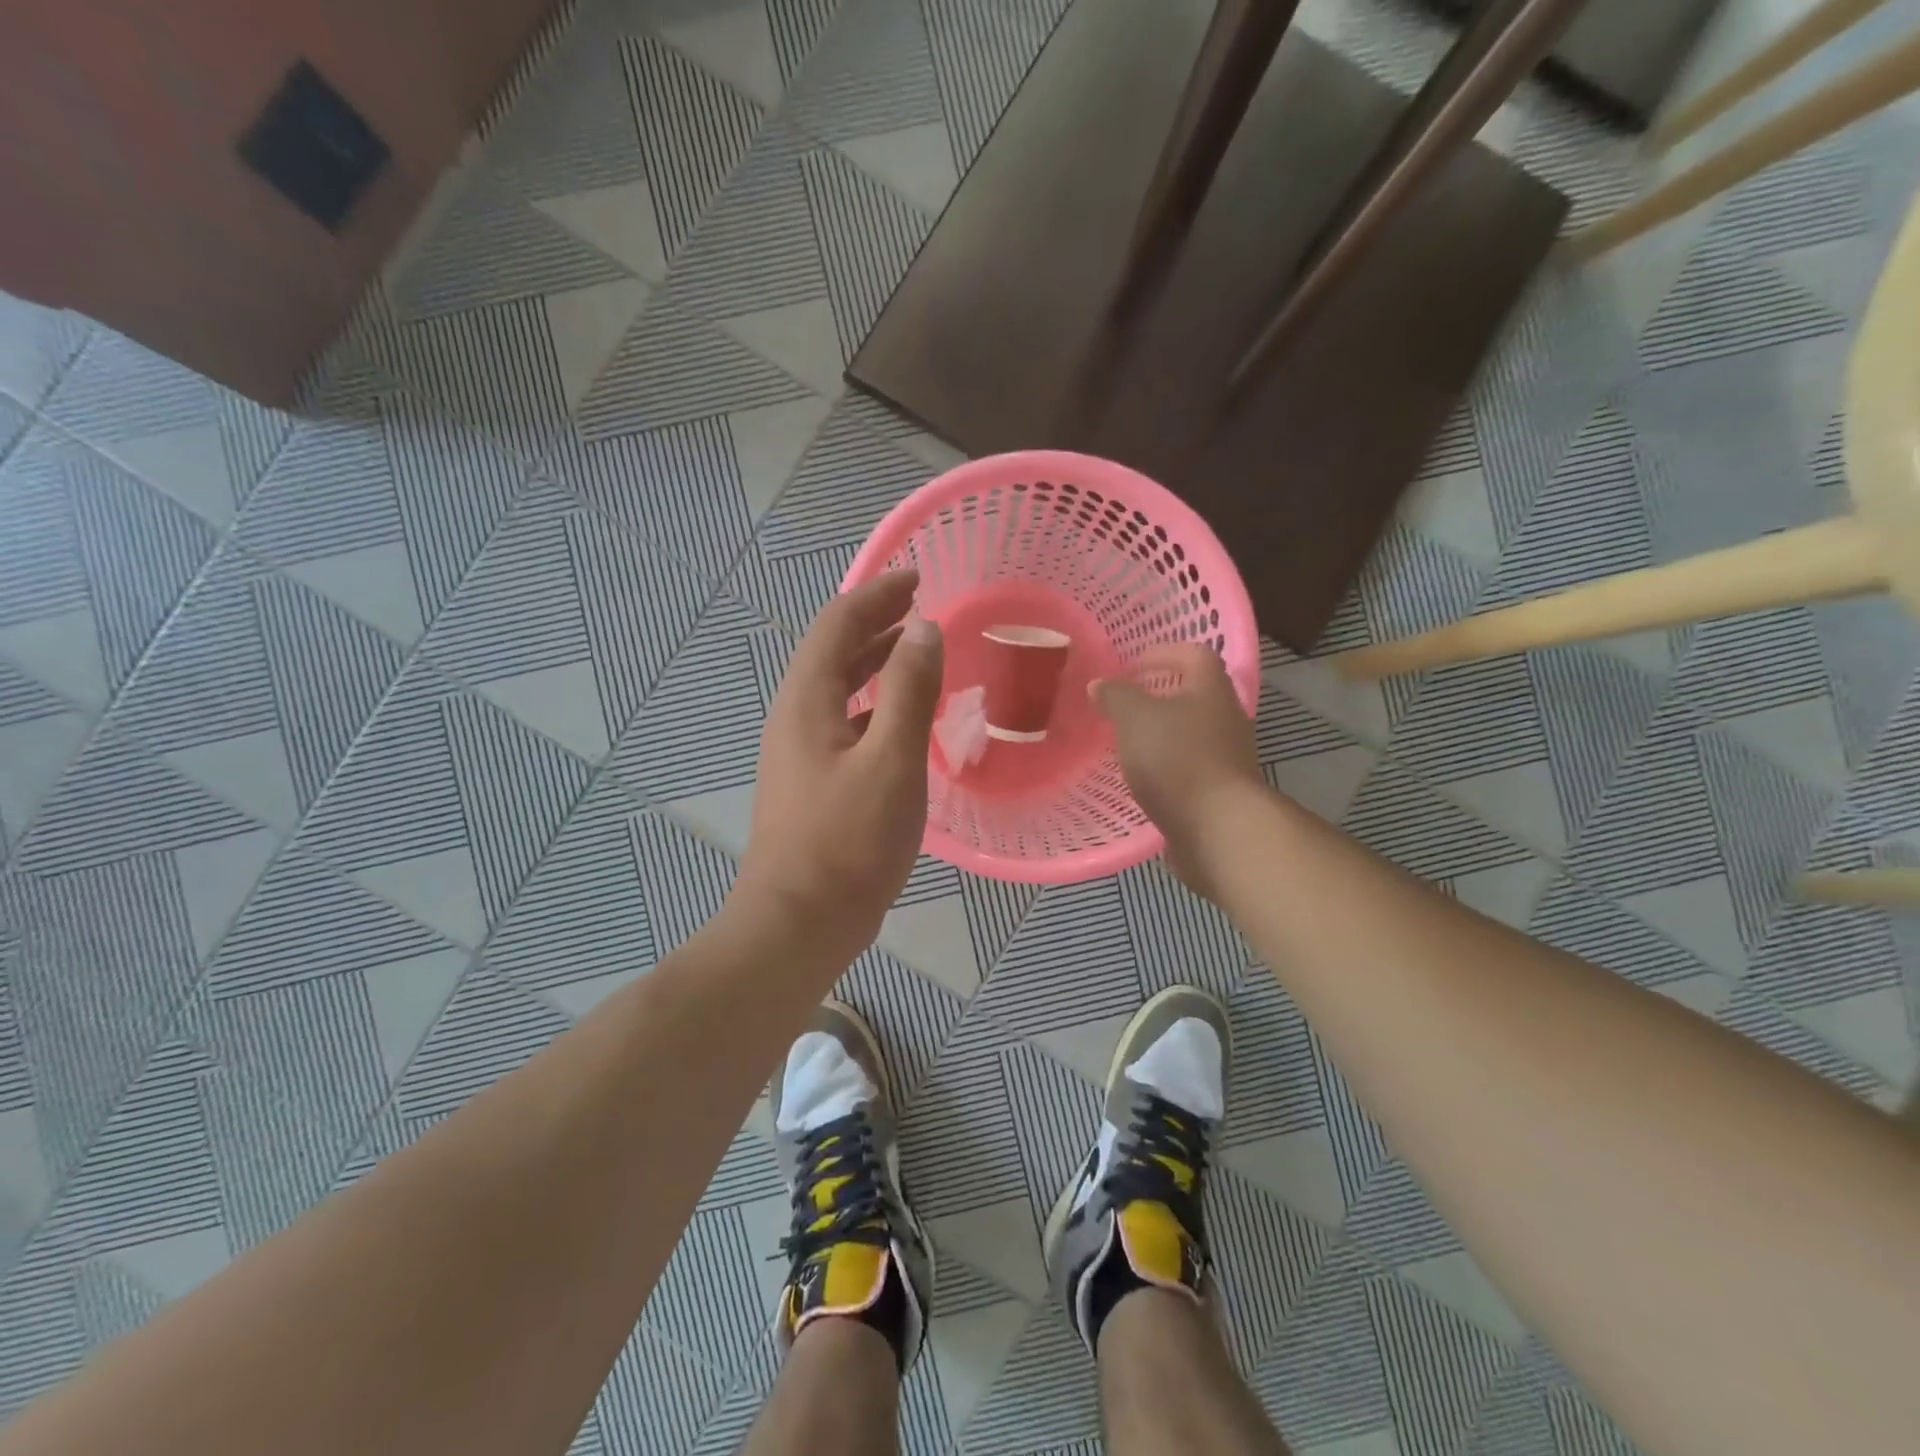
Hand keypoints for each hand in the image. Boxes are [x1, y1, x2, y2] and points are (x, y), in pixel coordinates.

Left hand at [738, 571, 943, 960]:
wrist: (799, 923)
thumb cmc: (848, 840)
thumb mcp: (891, 760)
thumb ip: (910, 690)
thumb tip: (923, 628)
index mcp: (807, 700)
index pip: (838, 624)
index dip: (877, 594)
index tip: (918, 577)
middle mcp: (795, 716)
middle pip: (834, 651)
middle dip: (876, 622)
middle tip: (921, 606)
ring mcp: (800, 752)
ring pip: (839, 688)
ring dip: (875, 662)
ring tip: (916, 650)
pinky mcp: (813, 782)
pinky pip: (845, 722)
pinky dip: (875, 704)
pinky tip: (903, 719)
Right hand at [1091, 644, 1263, 898]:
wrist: (1218, 827)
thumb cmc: (1177, 759)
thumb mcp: (1135, 718)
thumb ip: (1116, 696)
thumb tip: (1100, 684)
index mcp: (1210, 689)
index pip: (1193, 654)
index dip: (1162, 653)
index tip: (1130, 666)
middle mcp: (1226, 717)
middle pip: (1194, 693)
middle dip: (1159, 695)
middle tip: (1123, 703)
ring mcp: (1228, 755)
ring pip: (1191, 731)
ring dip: (1161, 732)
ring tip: (1126, 741)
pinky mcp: (1220, 789)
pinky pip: (1190, 765)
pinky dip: (1166, 764)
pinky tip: (1141, 776)